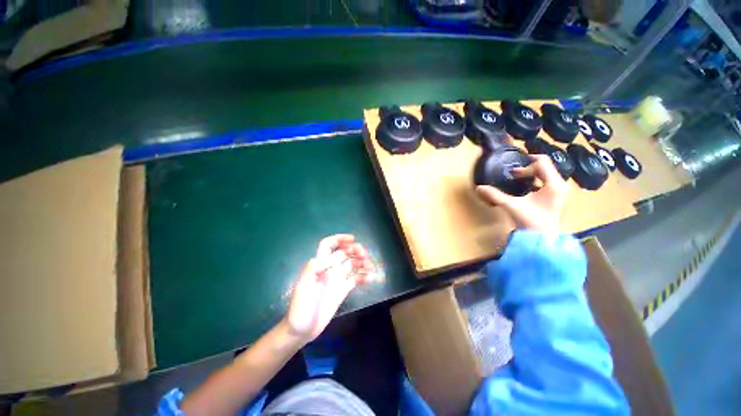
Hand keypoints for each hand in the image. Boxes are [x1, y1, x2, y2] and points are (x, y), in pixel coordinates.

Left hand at [284, 234, 380, 342]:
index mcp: (319, 265)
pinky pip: (356, 279)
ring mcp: (337, 279)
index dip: (339, 239)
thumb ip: (312, 270)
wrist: (302, 331)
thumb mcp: (303, 288)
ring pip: (352, 264)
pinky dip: (364, 277)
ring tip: (370, 267)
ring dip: (362, 263)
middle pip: (344, 253)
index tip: (353, 240)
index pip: (328, 245)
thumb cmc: (300, 309)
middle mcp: (329, 269)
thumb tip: (326, 258)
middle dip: (355, 250)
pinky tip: (372, 278)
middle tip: (364, 256)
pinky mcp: (343, 290)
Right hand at [476, 155, 568, 231]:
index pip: (542, 162)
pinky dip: (535, 183)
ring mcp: (560, 193)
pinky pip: (547, 183)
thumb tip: (479, 188)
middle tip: (513, 175)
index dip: (525, 166)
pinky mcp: (556, 199)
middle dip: (528, 169)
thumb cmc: (531, 222)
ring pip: (546, 175)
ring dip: (532, 175)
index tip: (512, 175)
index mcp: (553, 184)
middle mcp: (560, 185)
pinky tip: (525, 191)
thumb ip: (495, 195)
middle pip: (545, 167)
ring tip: (518, 182)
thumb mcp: (511, 206)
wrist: (543, 241)